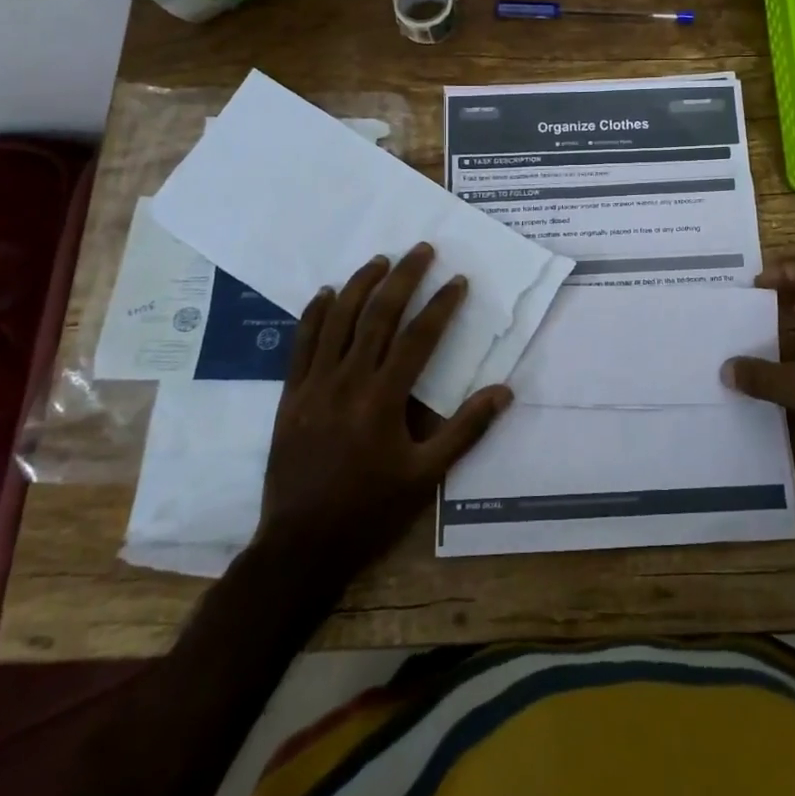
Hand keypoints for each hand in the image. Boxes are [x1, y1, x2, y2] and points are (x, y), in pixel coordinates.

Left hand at [258, 244, 510, 582]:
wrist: (300, 546)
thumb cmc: (370, 512)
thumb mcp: (426, 477)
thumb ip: (465, 430)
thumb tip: (504, 391)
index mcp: (384, 400)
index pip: (419, 338)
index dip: (441, 305)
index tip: (458, 280)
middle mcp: (348, 381)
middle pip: (378, 316)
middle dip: (403, 278)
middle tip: (421, 249)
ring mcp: (314, 386)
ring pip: (338, 321)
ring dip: (360, 285)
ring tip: (380, 260)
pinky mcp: (290, 395)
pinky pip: (301, 344)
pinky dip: (314, 314)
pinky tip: (327, 292)